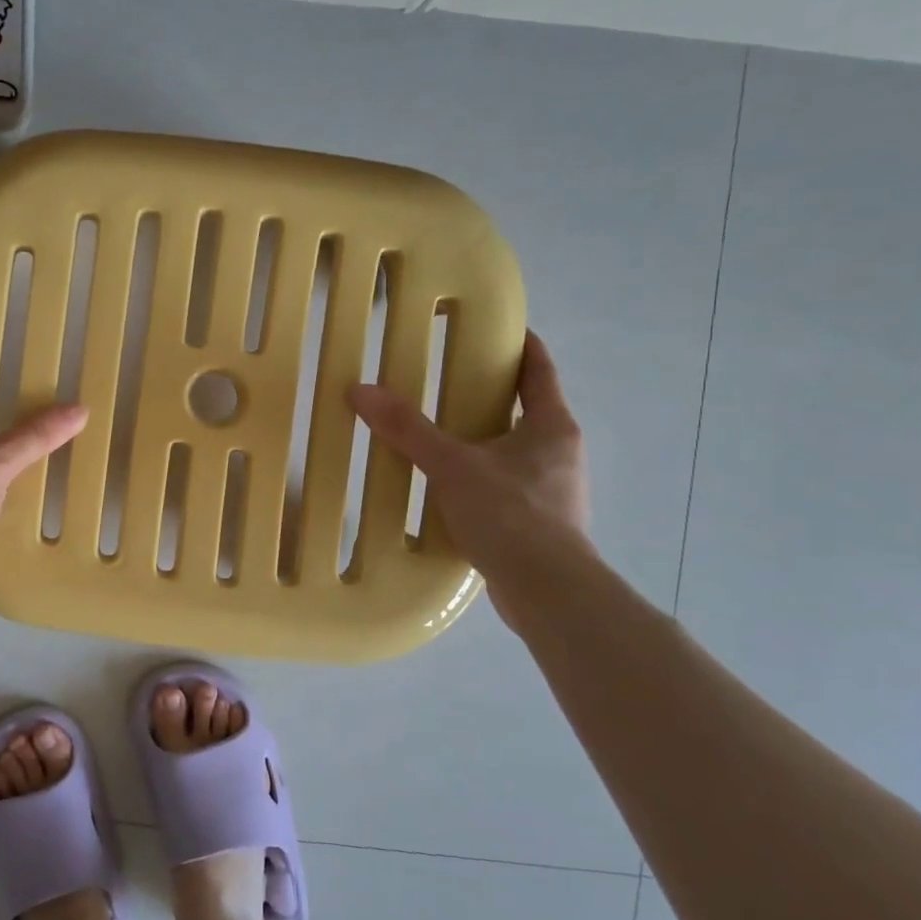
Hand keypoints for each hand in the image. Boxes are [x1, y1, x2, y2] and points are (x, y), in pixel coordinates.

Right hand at [347, 330, 588, 625]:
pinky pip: (506, 486)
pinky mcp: (540, 523)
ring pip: (514, 451)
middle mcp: (560, 453)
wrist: (547, 591)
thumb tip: (360, 390)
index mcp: (552, 426)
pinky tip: (447, 488)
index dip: (520, 346)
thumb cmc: (510, 514)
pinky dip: (480, 479)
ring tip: (438, 436)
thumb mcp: (451, 465)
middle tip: (445, 382)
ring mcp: (554, 490)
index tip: (496, 329)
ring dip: (482, 440)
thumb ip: (407, 429)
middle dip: (489, 395)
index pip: (539, 370)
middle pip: (525, 409)